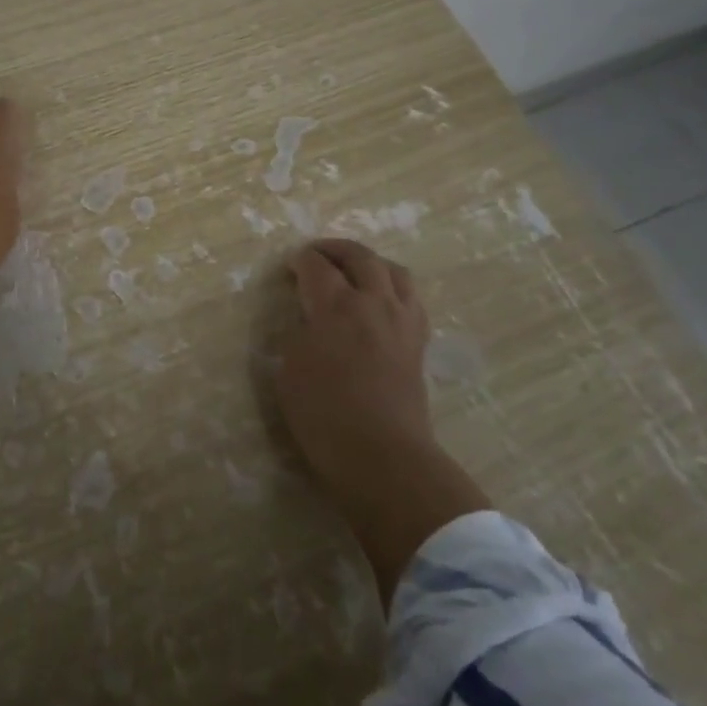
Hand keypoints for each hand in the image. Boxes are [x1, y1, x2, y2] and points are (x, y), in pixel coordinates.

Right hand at [278, 240, 489, 605]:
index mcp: (337, 306)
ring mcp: (402, 322)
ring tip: (355, 270)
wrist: (382, 456)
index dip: (300, 261)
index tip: (288, 267)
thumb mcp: (290, 370)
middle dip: (336, 249)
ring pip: (395, 271)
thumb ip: (299, 335)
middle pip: (361, 257)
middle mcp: (374, 303)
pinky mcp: (418, 344)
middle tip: (317, 254)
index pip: (317, 266)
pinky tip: (381, 302)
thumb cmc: (324, 414)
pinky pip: (411, 299)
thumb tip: (311, 323)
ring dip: (371, 263)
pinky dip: (393, 289)